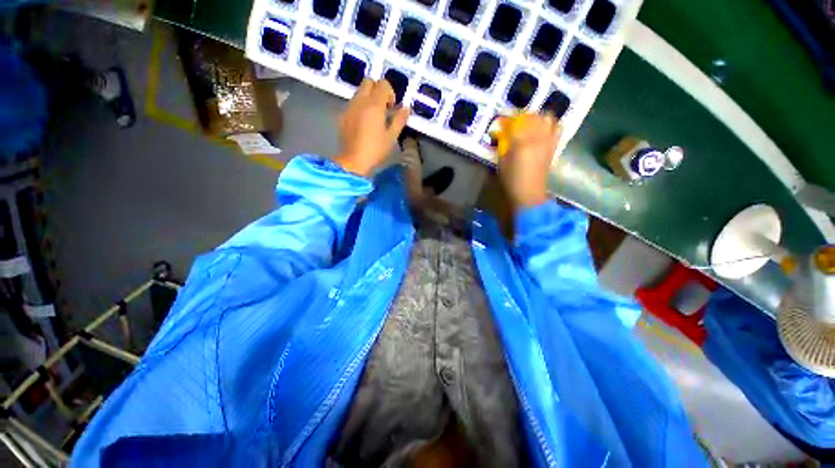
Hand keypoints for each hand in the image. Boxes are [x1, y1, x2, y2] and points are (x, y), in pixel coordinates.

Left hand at [334, 79, 410, 176]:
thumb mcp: (391, 137)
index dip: (390, 93)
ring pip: (359, 92)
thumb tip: (406, 108)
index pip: (383, 84)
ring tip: (374, 117)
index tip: (392, 107)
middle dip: (377, 89)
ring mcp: (349, 107)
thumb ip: (399, 120)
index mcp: (374, 104)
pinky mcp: (342, 115)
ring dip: (368, 98)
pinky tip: (363, 124)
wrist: (353, 161)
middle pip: (368, 81)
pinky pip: (353, 103)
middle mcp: (360, 101)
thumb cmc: (375, 150)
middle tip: (383, 107)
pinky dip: (360, 107)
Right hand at [497, 114, 560, 209]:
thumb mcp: (502, 162)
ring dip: (538, 118)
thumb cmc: (511, 180)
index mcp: (522, 142)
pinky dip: (550, 125)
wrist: (529, 193)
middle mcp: (538, 138)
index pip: (515, 121)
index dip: (508, 119)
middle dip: (523, 116)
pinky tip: (542, 130)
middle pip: (533, 116)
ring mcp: (548, 141)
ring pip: (547, 118)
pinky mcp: (554, 146)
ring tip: (529, 124)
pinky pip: (556, 129)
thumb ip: (503, 144)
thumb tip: (503, 132)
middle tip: (515, 122)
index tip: (501, 120)